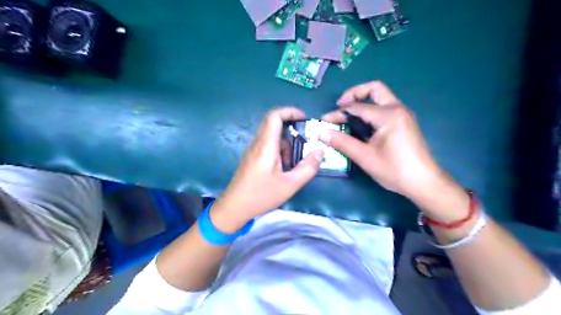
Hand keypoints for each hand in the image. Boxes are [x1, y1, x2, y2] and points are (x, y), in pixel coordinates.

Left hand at [211, 107, 324, 231]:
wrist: (234, 207)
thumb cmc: (261, 195)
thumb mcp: (289, 185)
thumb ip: (307, 168)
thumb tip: (320, 151)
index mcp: (266, 146)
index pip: (274, 116)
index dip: (290, 111)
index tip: (304, 118)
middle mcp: (257, 143)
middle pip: (274, 124)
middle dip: (292, 129)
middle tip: (306, 141)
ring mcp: (253, 150)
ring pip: (272, 137)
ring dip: (286, 144)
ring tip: (295, 162)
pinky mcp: (252, 157)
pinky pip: (268, 146)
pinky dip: (280, 151)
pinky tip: (284, 168)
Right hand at [320, 81, 450, 203]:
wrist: (424, 182)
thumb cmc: (394, 170)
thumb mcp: (365, 157)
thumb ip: (342, 142)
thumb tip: (322, 133)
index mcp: (388, 115)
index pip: (357, 107)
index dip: (338, 113)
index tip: (325, 120)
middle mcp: (397, 109)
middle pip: (374, 89)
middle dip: (354, 94)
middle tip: (340, 106)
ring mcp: (403, 115)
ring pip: (381, 98)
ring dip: (363, 102)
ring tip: (348, 116)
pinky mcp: (404, 122)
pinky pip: (385, 108)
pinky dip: (371, 111)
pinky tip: (363, 125)